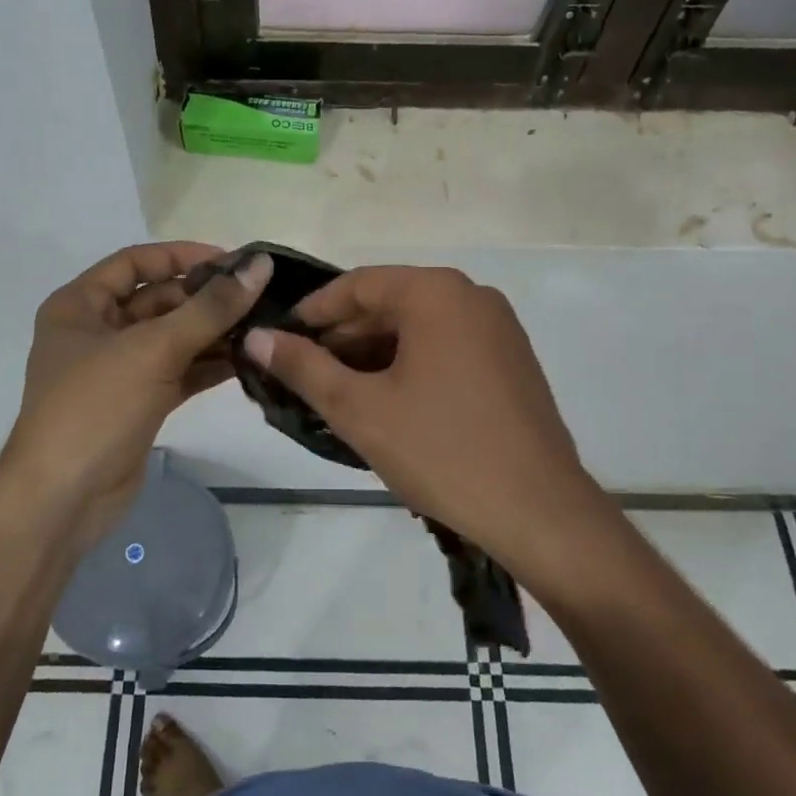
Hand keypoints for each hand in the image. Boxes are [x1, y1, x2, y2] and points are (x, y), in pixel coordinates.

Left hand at [0, 243, 270, 550]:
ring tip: (263, 328)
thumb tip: (259, 266)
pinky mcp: (138, 403)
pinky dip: (208, 366)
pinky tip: (248, 362)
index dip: (182, 256)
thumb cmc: (95, 408)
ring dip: (214, 334)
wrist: (63, 500)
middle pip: (159, 301)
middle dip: (206, 300)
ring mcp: (118, 371)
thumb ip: (210, 308)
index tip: (233, 261)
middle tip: (260, 298)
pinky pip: (179, 372)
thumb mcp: (153, 349)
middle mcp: (96, 331)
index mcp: (80, 305)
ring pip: (173, 339)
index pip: (136, 262)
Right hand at [245, 266, 596, 573]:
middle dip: (342, 337)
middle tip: (301, 373)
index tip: (278, 339)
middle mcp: (472, 297)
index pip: (358, 284)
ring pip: (418, 328)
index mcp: (437, 293)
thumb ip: (303, 367)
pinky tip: (385, 402)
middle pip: (390, 303)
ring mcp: (498, 329)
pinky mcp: (511, 362)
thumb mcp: (359, 409)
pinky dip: (409, 366)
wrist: (538, 511)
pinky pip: (446, 348)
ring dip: (374, 355)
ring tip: (335, 393)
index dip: (312, 311)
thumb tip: (257, 337)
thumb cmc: (441, 451)